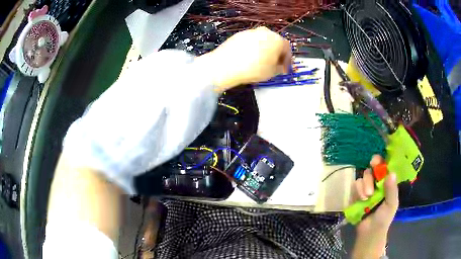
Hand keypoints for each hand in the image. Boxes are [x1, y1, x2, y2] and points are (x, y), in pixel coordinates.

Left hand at [196, 26, 291, 91]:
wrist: (226, 65)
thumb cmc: (254, 69)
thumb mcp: (272, 72)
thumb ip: (280, 68)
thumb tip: (281, 66)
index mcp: (277, 40)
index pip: (287, 48)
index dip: (287, 60)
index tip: (285, 69)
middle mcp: (265, 32)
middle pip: (275, 42)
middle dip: (276, 54)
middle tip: (274, 65)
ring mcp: (251, 31)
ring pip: (263, 40)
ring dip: (265, 50)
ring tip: (261, 62)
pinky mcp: (240, 34)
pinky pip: (252, 41)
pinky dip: (254, 48)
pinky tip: (249, 57)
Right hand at [352, 155, 398, 258]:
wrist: (368, 233)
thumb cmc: (383, 219)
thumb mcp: (391, 205)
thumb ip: (391, 190)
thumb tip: (391, 172)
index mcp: (387, 183)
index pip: (384, 166)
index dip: (380, 161)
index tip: (375, 162)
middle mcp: (376, 183)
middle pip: (371, 169)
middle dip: (369, 178)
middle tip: (370, 189)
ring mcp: (366, 189)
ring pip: (362, 177)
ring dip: (363, 187)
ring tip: (366, 198)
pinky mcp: (356, 195)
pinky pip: (354, 186)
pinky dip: (357, 192)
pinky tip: (360, 200)